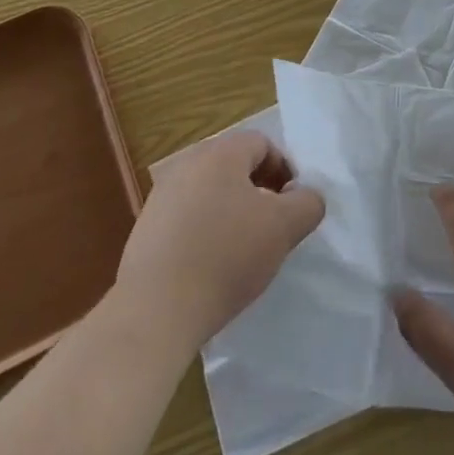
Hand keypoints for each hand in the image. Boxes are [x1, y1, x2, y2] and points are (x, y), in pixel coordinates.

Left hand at [114, 130, 324, 351]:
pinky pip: (187, 218)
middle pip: (234, 166)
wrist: (156, 311)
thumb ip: (307, 203)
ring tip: (243, 250)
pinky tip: (211, 266)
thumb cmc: (226, 257)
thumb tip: (305, 196)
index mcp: (220, 153)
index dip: (285, 170)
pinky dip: (205, 232)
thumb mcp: (284, 228)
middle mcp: (187, 163)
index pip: (263, 144)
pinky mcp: (145, 229)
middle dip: (259, 190)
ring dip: (231, 211)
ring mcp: (161, 196)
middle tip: (272, 226)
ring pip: (210, 192)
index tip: (293, 206)